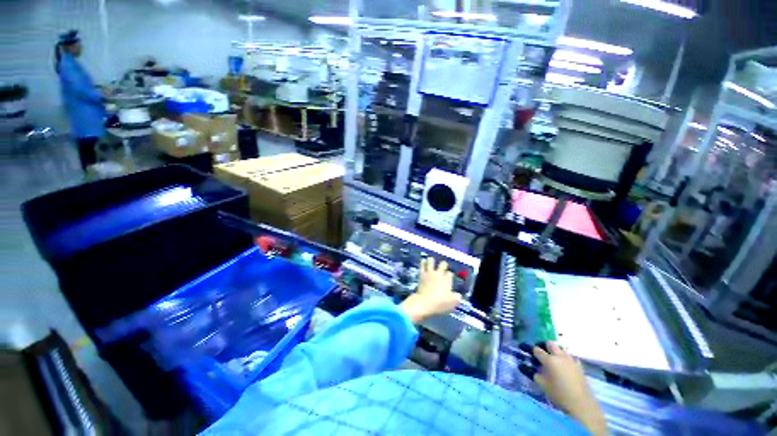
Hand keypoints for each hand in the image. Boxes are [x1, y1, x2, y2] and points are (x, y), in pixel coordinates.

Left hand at [400, 257, 461, 323]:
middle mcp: (439, 274)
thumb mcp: (453, 302)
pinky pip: (422, 265)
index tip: (448, 276)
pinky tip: (423, 260)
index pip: (450, 273)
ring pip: (431, 261)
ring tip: (431, 260)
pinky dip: (423, 262)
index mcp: (447, 280)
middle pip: (443, 264)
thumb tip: (458, 295)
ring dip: (431, 260)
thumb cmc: (440, 303)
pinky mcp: (422, 274)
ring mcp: (430, 273)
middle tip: (442, 265)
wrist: (425, 302)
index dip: (449, 274)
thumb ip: (457, 297)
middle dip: (443, 264)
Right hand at [533, 342, 606, 435]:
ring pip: (561, 349)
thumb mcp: (544, 386)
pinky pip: (571, 357)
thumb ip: (536, 375)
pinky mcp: (579, 366)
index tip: (531, 354)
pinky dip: (567, 359)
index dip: (533, 351)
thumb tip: (534, 370)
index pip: (537, 350)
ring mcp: (570, 360)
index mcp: (549, 360)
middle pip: (550, 344)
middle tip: (543, 353)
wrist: (582, 403)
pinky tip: (566, 366)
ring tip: (555, 360)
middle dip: (545, 346)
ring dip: (557, 352)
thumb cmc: (560, 394)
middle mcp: (559, 356)